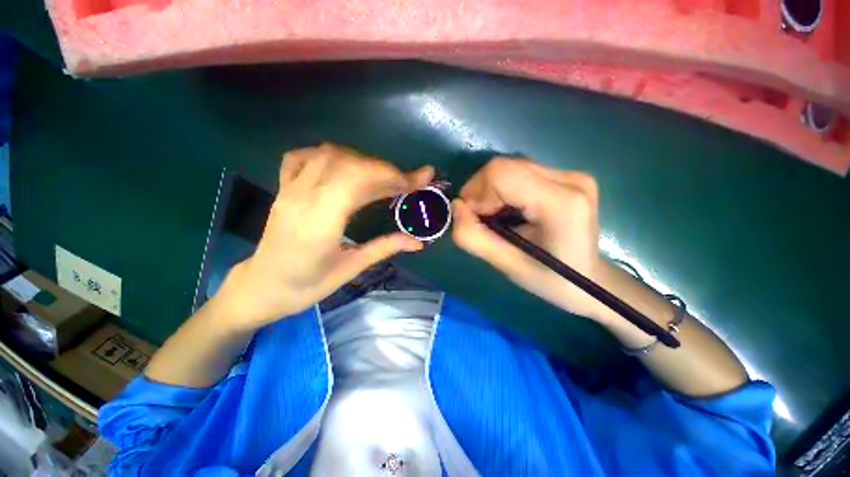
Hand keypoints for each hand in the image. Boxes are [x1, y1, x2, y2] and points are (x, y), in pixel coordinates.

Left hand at [216, 143, 433, 330]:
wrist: (261, 287)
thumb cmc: (305, 286)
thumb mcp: (349, 270)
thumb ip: (384, 249)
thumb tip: (418, 242)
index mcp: (319, 223)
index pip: (357, 180)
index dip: (391, 175)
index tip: (417, 181)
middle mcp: (302, 198)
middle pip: (347, 163)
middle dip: (385, 169)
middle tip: (407, 184)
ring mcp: (289, 189)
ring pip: (328, 155)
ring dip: (364, 161)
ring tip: (383, 179)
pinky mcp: (284, 188)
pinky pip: (303, 156)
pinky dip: (330, 155)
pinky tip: (345, 167)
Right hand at [451, 157, 608, 321]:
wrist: (591, 281)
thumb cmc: (551, 281)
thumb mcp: (507, 265)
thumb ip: (473, 237)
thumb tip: (456, 207)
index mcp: (560, 203)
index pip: (501, 174)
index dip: (476, 193)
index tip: (473, 218)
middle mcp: (570, 179)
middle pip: (504, 166)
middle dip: (481, 191)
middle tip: (480, 219)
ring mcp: (571, 174)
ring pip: (510, 167)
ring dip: (491, 190)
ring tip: (494, 217)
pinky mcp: (566, 176)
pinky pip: (520, 172)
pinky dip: (503, 189)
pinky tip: (508, 210)